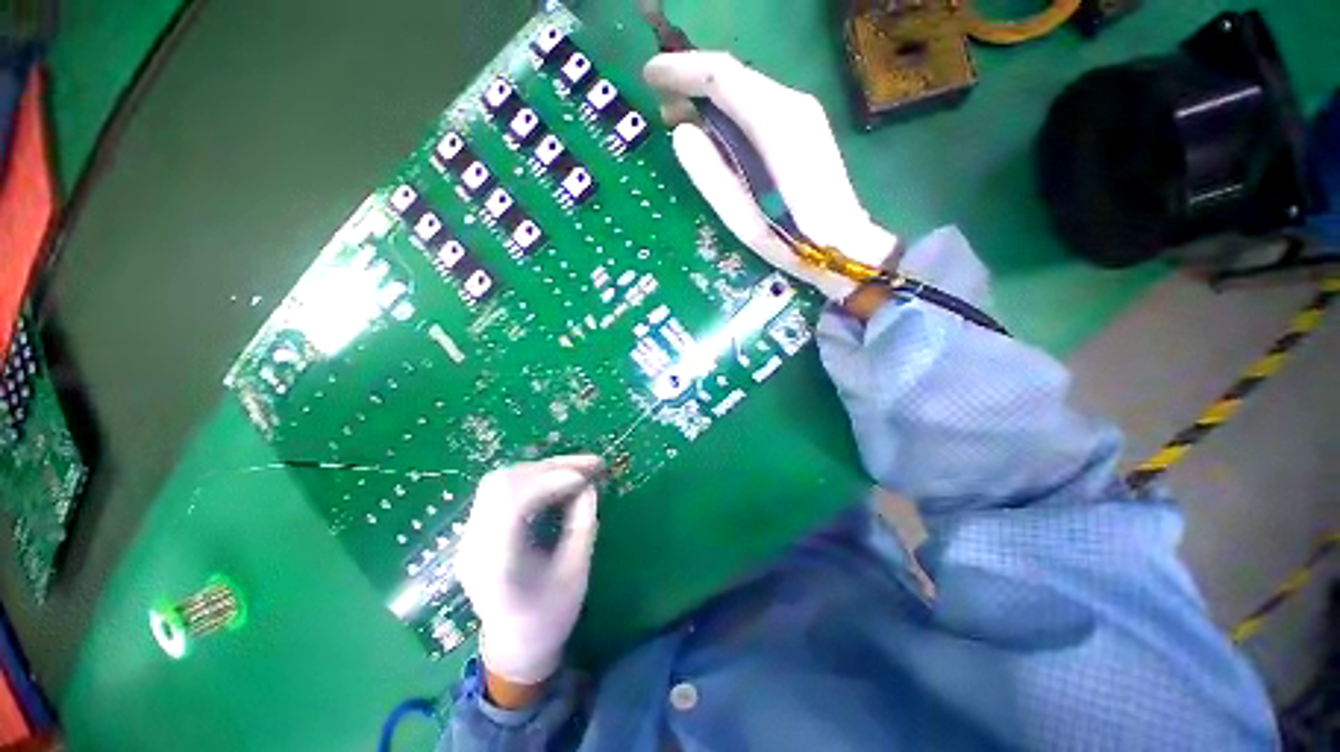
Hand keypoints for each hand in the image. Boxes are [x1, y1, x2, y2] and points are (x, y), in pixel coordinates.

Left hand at [454, 455, 602, 690]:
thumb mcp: (576, 573)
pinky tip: (558, 481)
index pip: (512, 504)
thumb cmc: (550, 617)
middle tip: (589, 465)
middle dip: (549, 467)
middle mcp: (474, 545)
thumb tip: (588, 485)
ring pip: (500, 481)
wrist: (515, 646)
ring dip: (542, 469)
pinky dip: (534, 478)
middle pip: (502, 484)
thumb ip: (583, 525)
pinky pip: (502, 490)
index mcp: (496, 566)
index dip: (550, 482)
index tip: (586, 478)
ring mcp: (470, 536)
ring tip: (577, 470)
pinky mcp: (477, 530)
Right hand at [644, 51, 898, 302]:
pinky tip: (714, 127)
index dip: (680, 70)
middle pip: (734, 74)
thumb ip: (711, 174)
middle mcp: (792, 104)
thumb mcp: (743, 217)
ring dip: (709, 95)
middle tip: (661, 106)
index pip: (720, 76)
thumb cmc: (791, 240)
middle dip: (692, 81)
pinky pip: (758, 102)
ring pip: (746, 86)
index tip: (648, 76)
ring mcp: (803, 111)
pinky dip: (729, 107)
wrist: (844, 245)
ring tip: (680, 116)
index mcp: (775, 124)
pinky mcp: (806, 124)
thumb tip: (681, 132)